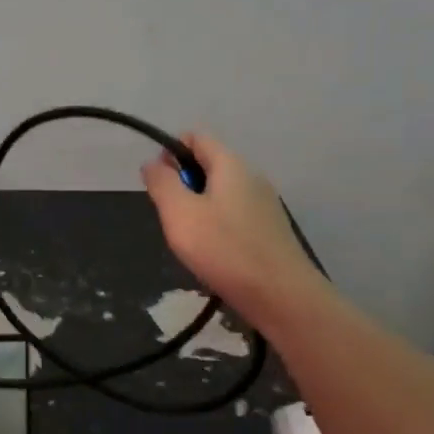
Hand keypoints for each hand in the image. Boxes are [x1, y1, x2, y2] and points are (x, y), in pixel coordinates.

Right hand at [140, 132, 315, 312]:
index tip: (157, 182)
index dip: (170, 151)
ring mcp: (264, 204)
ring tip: (189, 239)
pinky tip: (212, 253)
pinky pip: (233, 214)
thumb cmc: (223, 248)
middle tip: (170, 216)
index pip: (196, 138)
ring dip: (197, 207)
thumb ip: (161, 183)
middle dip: (182, 184)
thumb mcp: (179, 213)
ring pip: (220, 192)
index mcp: (230, 164)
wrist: (280, 295)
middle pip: (208, 164)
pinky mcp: (269, 229)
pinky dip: (216, 225)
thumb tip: (152, 163)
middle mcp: (251, 176)